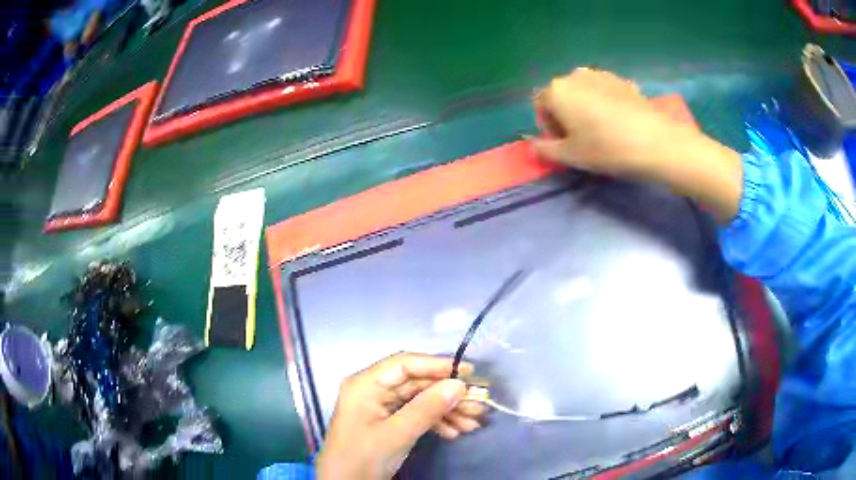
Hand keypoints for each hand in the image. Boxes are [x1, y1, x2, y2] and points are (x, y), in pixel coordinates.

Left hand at [316, 353, 485, 479]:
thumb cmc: (363, 457)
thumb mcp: (396, 434)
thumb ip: (427, 408)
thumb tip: (458, 385)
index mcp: (366, 384)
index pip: (405, 364)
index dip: (438, 365)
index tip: (468, 373)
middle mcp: (373, 390)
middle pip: (416, 383)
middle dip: (448, 394)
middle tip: (478, 404)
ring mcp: (380, 406)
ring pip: (420, 400)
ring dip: (447, 410)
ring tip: (473, 423)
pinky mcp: (387, 422)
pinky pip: (415, 414)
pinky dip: (436, 422)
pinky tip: (454, 432)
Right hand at [530, 68, 742, 223]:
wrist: (657, 143)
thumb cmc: (607, 149)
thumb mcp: (571, 156)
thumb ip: (545, 150)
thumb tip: (532, 146)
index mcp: (557, 90)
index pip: (540, 105)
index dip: (548, 127)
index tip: (564, 144)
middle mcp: (575, 75)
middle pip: (561, 95)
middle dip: (565, 116)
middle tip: (582, 139)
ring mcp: (601, 74)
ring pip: (583, 92)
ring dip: (585, 109)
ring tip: (602, 131)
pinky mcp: (623, 81)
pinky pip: (604, 91)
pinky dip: (604, 104)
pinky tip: (619, 123)